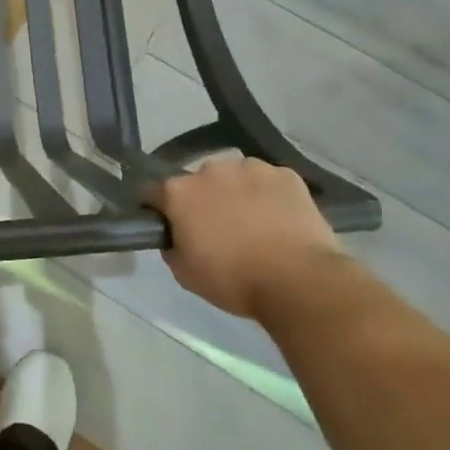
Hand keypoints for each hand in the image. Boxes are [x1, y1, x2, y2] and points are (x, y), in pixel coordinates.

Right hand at [148, 158, 344, 320]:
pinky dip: (268, 195)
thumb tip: (176, 235)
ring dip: (236, 192)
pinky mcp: (286, 175)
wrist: (298, 281)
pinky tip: (279, 219)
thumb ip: (172, 246)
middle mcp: (210, 169)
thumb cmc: (233, 280)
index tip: (166, 224)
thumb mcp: (184, 273)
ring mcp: (251, 168)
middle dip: (202, 199)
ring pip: (235, 176)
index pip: (152, 192)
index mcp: (179, 192)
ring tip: (252, 222)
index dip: (157, 208)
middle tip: (215, 227)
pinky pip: (268, 182)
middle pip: (197, 181)